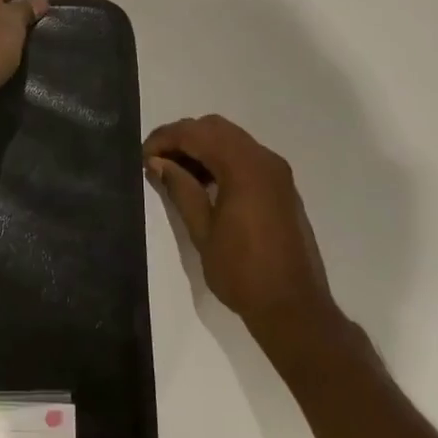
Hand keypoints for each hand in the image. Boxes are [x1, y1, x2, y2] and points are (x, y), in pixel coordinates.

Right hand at [144, 114, 344, 351]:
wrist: (294, 309)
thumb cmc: (242, 272)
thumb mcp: (202, 231)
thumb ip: (180, 189)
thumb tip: (157, 162)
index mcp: (244, 168)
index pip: (196, 134)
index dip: (165, 139)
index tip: (143, 157)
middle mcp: (264, 160)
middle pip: (215, 128)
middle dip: (183, 137)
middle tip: (157, 160)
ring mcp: (277, 173)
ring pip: (231, 139)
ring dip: (202, 147)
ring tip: (175, 172)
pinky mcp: (282, 187)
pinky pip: (246, 156)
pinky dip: (221, 158)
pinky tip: (203, 183)